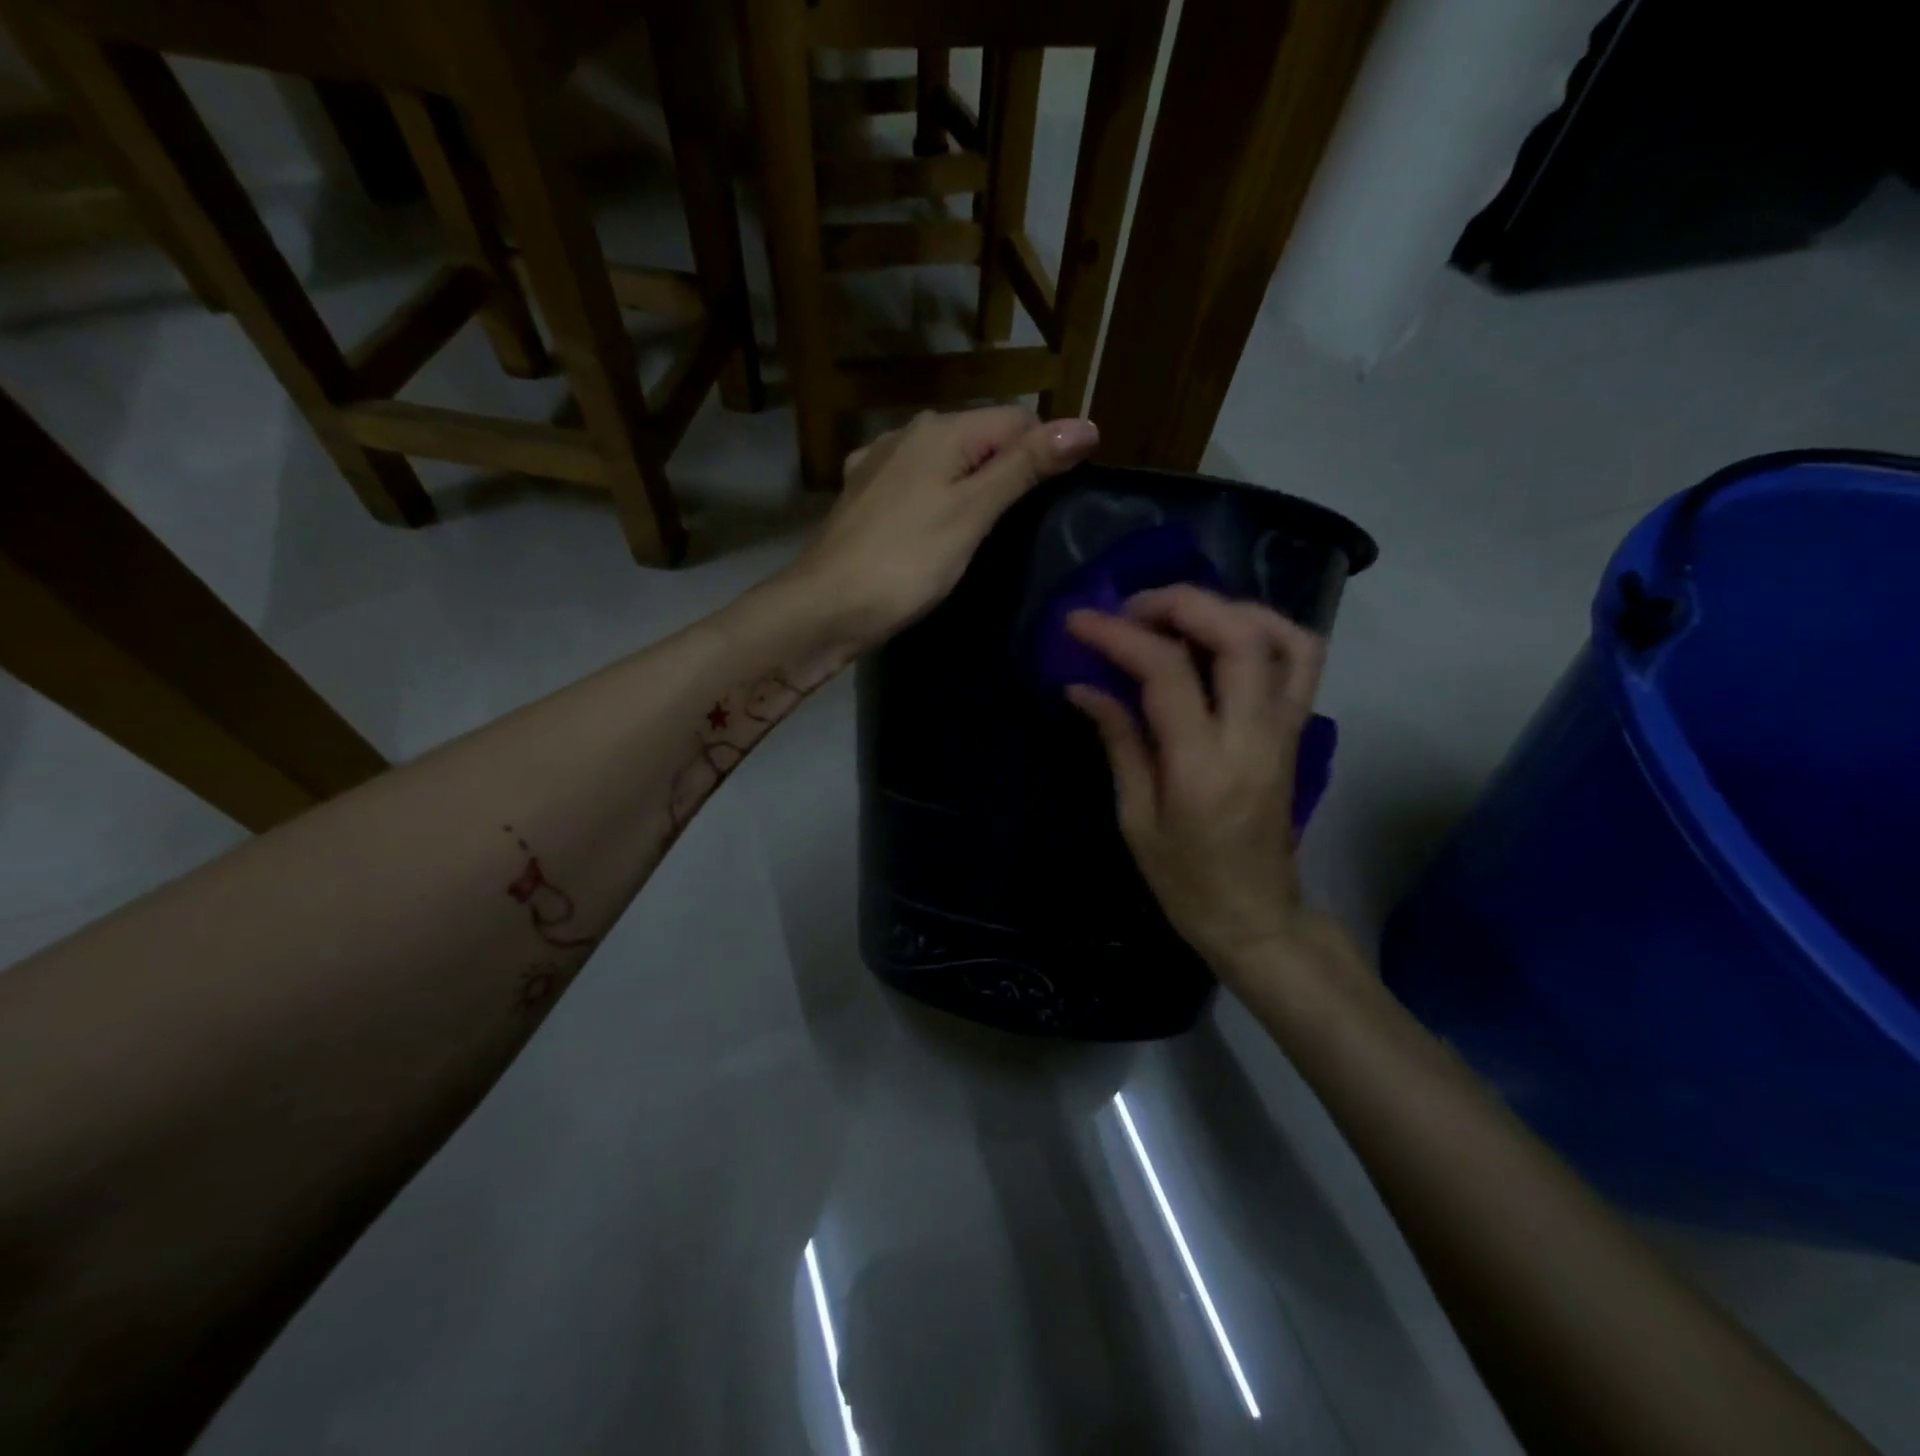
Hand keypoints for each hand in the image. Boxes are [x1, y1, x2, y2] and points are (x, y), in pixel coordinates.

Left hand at [789, 407, 1099, 650]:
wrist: (826, 607)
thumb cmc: (907, 562)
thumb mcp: (974, 513)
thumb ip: (1025, 467)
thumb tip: (1085, 424)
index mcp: (940, 430)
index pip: (1017, 419)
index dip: (1046, 451)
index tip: (1057, 500)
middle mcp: (906, 432)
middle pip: (980, 437)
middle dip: (1009, 468)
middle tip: (1023, 525)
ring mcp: (877, 463)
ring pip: (946, 462)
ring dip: (972, 485)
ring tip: (983, 533)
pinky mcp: (861, 495)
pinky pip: (915, 485)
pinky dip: (935, 500)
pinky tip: (934, 530)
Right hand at [1065, 585, 1334, 984]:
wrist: (1256, 916)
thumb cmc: (1185, 881)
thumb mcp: (1136, 819)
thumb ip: (1119, 742)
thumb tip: (1084, 686)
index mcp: (1202, 766)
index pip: (1166, 672)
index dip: (1118, 636)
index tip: (1079, 622)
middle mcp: (1254, 736)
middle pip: (1238, 636)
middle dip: (1180, 603)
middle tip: (1131, 609)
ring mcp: (1285, 730)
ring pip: (1282, 637)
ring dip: (1228, 608)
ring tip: (1179, 616)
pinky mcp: (1297, 731)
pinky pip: (1301, 660)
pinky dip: (1265, 629)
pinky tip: (1224, 636)